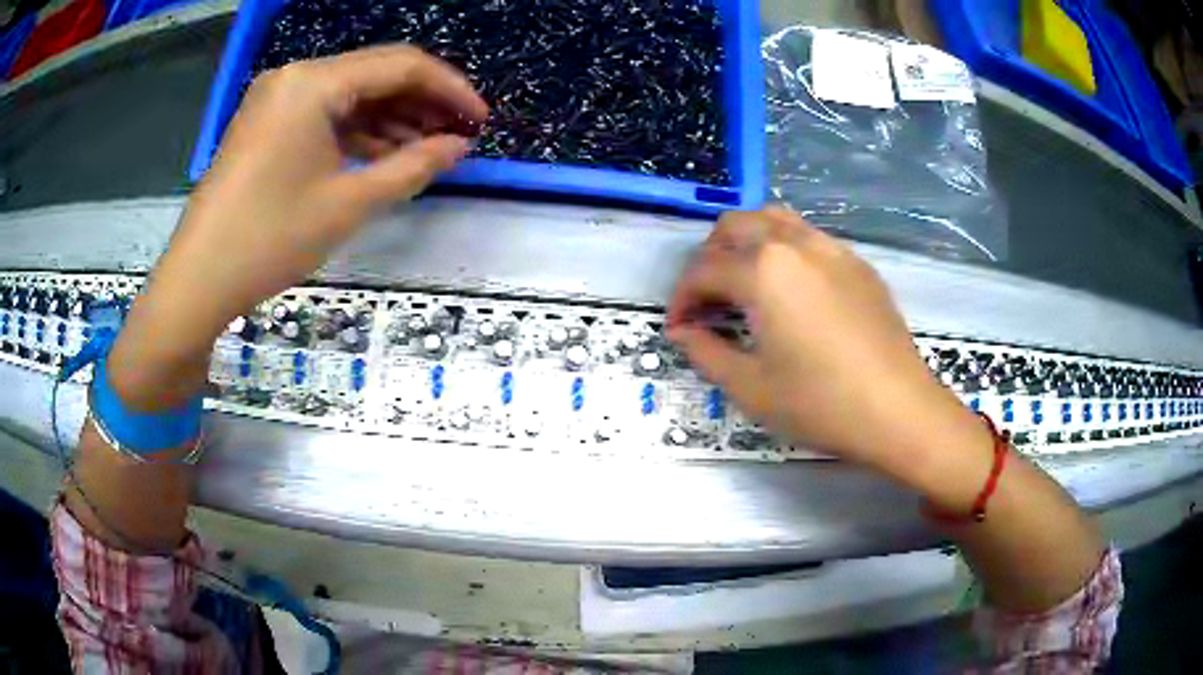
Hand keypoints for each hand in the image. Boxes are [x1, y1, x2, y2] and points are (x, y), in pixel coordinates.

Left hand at [108, 45, 487, 408]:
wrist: (198, 280)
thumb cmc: (270, 239)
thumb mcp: (349, 203)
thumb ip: (413, 166)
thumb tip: (460, 146)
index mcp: (314, 83)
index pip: (401, 65)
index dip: (449, 88)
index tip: (481, 119)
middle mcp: (295, 76)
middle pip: (376, 74)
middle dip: (422, 103)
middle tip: (459, 136)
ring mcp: (277, 99)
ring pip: (351, 95)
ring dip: (391, 118)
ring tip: (427, 151)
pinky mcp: (267, 123)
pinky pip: (324, 114)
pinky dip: (357, 131)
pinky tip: (383, 154)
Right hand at [668, 208, 989, 490]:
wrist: (900, 411)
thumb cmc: (821, 404)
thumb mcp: (751, 388)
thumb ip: (707, 353)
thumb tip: (684, 333)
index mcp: (763, 271)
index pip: (704, 270)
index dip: (682, 299)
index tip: (678, 329)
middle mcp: (795, 244)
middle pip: (735, 226)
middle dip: (710, 258)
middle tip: (708, 302)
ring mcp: (832, 249)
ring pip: (775, 220)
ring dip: (747, 243)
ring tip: (745, 285)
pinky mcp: (858, 264)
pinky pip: (810, 239)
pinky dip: (785, 252)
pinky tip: (793, 294)